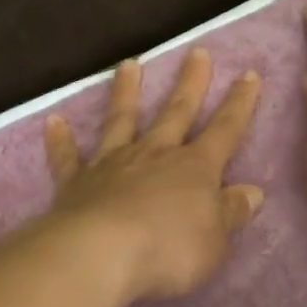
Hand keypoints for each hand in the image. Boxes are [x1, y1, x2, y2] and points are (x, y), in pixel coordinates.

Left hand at [43, 48, 264, 304]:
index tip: (249, 74)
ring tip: (128, 64)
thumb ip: (231, 212)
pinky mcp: (77, 182)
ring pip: (121, 120)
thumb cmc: (169, 250)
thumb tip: (252, 192)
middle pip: (176, 111)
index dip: (239, 104)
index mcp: (195, 168)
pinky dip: (61, 140)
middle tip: (196, 52)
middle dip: (190, 82)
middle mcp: (155, 154)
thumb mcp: (216, 240)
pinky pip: (68, 157)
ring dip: (126, 92)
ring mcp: (113, 164)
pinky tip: (53, 122)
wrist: (101, 255)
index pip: (225, 129)